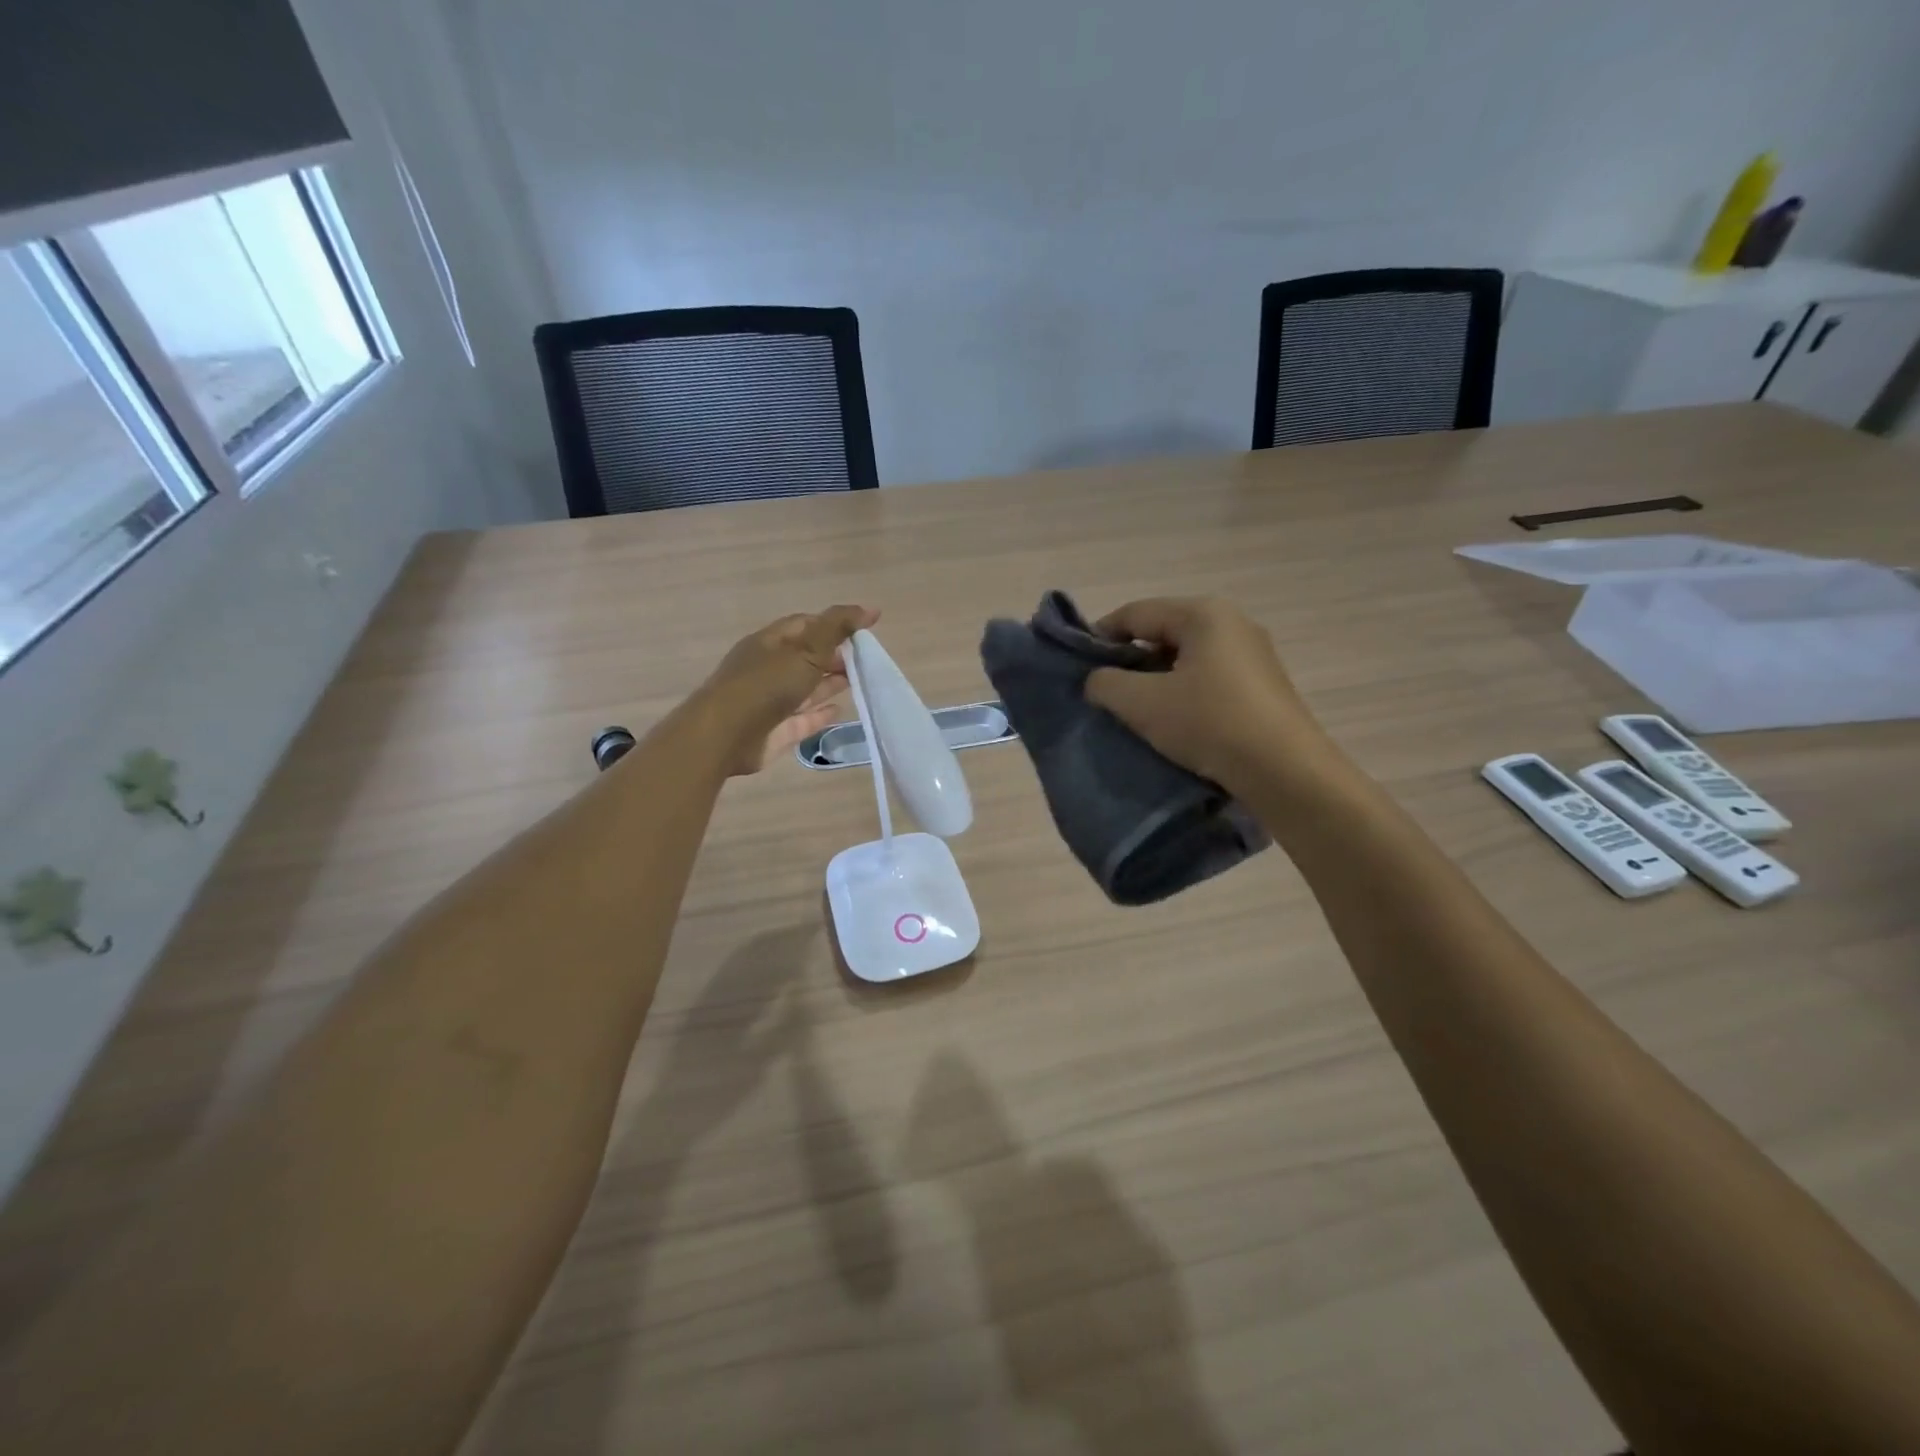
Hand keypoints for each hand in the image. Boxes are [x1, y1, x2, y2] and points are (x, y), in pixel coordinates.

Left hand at [697, 605, 878, 774]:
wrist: (726, 735)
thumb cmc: (766, 683)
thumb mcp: (807, 648)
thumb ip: (839, 628)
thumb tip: (872, 609)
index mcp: (771, 642)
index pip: (806, 625)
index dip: (834, 624)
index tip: (864, 630)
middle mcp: (770, 668)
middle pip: (807, 658)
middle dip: (835, 656)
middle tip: (867, 660)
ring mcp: (772, 701)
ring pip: (806, 688)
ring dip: (831, 684)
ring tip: (861, 681)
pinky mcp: (777, 730)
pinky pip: (804, 719)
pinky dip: (821, 713)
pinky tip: (841, 710)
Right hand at [1084, 597, 1332, 793]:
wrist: (1284, 772)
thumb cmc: (1208, 724)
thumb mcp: (1142, 703)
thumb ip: (1106, 683)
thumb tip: (1097, 680)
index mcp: (1203, 614)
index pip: (1135, 613)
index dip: (1100, 636)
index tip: (1078, 666)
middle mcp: (1232, 624)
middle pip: (1162, 633)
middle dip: (1130, 661)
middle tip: (1105, 692)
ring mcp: (1253, 655)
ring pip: (1186, 659)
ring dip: (1156, 680)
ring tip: (1135, 712)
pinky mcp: (1263, 687)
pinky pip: (1209, 679)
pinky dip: (1183, 694)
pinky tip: (1173, 723)